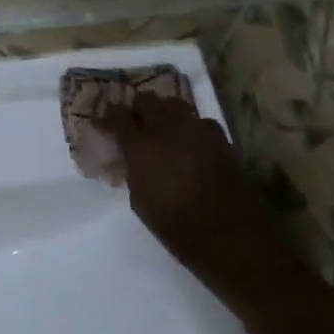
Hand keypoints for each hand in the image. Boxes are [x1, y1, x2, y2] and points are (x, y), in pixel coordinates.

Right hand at [98, 94, 279, 321]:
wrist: (227, 235)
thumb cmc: (175, 225)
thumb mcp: (140, 201)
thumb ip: (132, 171)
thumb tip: (131, 158)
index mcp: (140, 145)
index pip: (118, 115)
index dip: (109, 116)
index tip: (106, 122)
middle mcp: (166, 129)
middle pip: (147, 99)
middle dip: (138, 108)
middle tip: (136, 122)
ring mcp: (195, 129)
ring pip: (174, 103)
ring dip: (165, 112)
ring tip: (164, 127)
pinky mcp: (218, 138)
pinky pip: (200, 121)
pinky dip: (192, 126)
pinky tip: (192, 141)